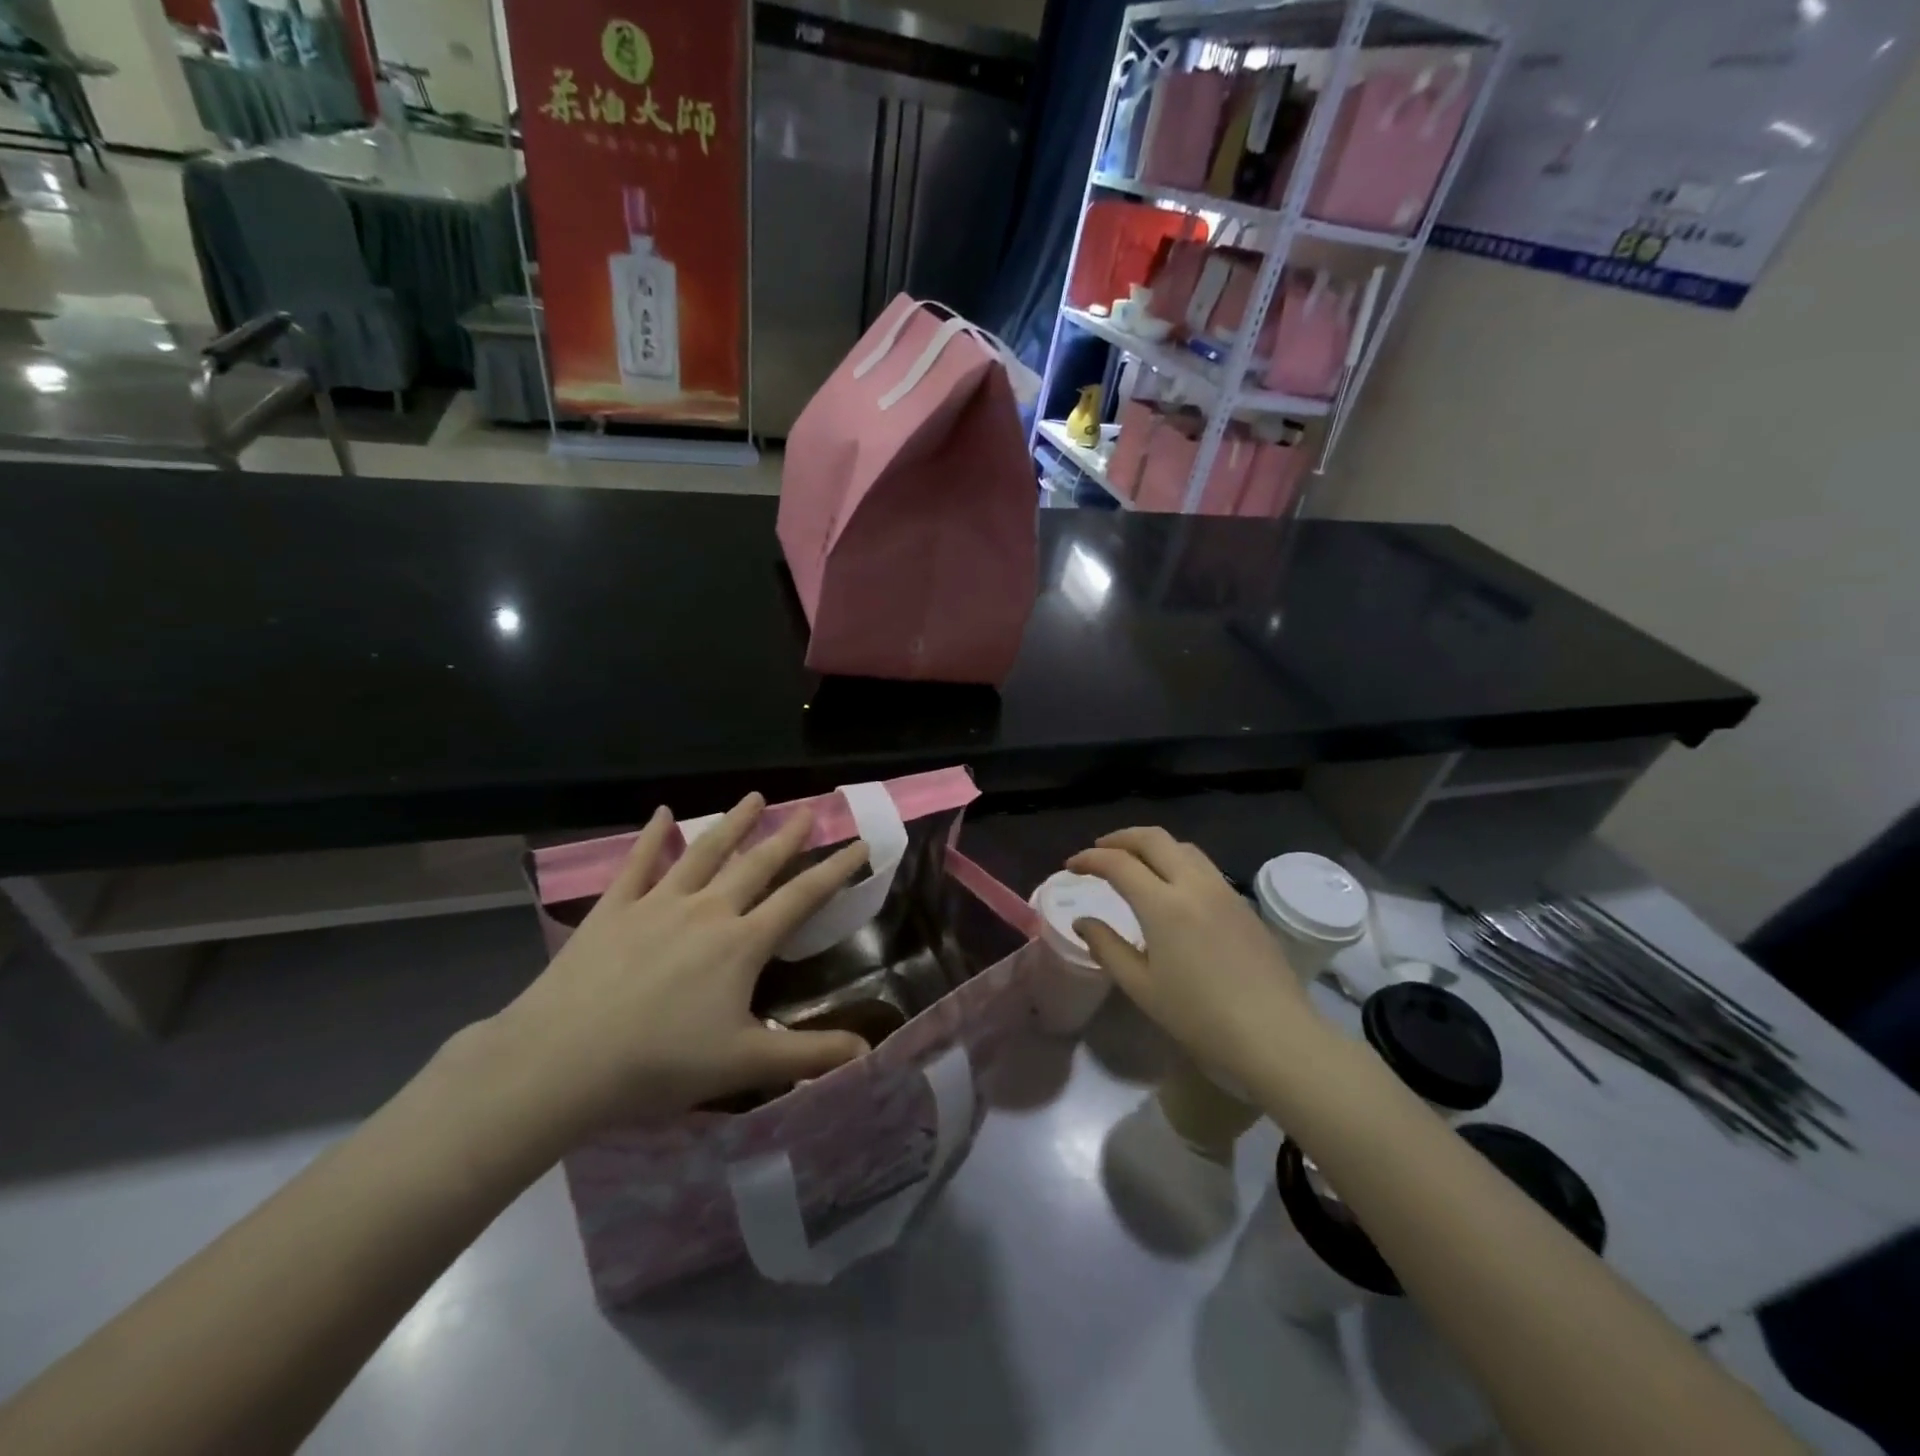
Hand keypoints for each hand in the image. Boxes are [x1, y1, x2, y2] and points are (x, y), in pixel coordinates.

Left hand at [485, 794, 871, 1141]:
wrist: (561, 1061)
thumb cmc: (660, 1064)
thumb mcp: (745, 1065)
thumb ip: (811, 1055)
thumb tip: (869, 1053)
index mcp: (743, 942)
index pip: (803, 896)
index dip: (837, 870)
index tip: (861, 844)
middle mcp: (707, 910)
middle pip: (757, 864)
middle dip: (787, 836)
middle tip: (808, 811)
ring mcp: (657, 903)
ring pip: (704, 852)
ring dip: (732, 823)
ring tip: (754, 797)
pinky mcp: (613, 909)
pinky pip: (638, 863)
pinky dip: (651, 835)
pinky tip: (661, 812)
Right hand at [1067, 828, 1321, 1083]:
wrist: (1275, 1036)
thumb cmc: (1199, 1017)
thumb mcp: (1141, 987)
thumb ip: (1107, 947)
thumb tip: (1083, 922)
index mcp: (1163, 904)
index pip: (1119, 863)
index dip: (1090, 858)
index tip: (1071, 866)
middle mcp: (1194, 885)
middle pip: (1153, 839)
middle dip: (1121, 838)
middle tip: (1099, 850)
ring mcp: (1224, 891)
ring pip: (1183, 847)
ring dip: (1152, 846)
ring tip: (1135, 863)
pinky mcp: (1244, 905)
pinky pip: (1204, 867)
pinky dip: (1177, 862)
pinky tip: (1172, 888)